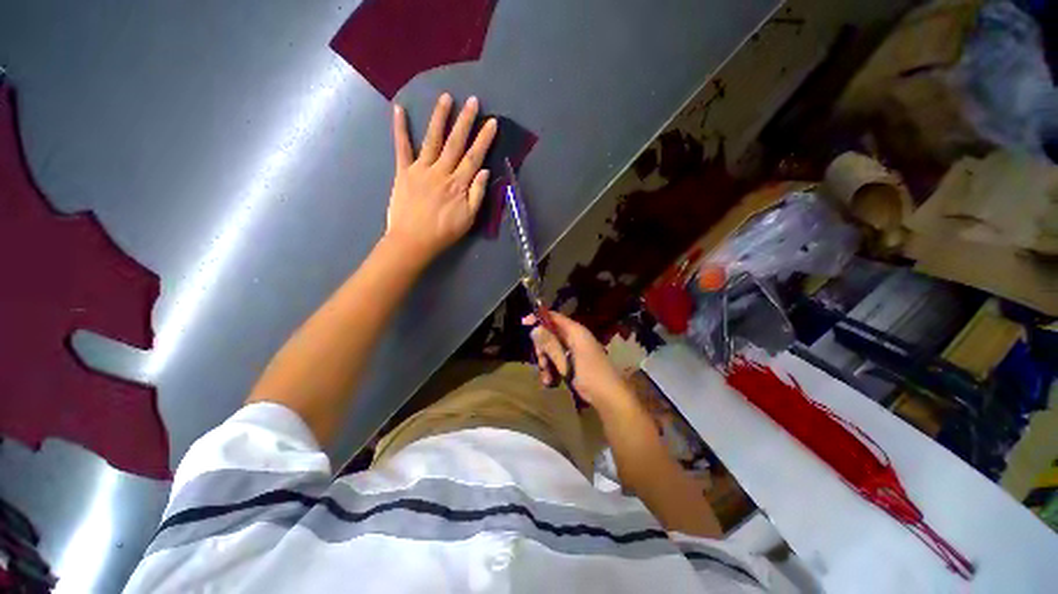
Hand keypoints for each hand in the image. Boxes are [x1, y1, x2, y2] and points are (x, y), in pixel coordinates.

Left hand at [385, 93, 497, 262]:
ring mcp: (420, 169)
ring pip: (432, 139)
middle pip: (455, 143)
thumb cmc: (444, 232)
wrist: (413, 241)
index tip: (491, 122)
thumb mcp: (469, 219)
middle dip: (465, 121)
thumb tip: (484, 171)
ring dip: (439, 118)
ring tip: (446, 98)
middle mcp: (441, 172)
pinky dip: (400, 129)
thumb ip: (477, 194)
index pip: (474, 157)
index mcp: (458, 184)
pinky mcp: (403, 172)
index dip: (484, 139)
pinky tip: (399, 110)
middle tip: (472, 101)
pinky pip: (402, 147)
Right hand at [522, 312, 633, 411]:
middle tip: (541, 361)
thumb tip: (535, 329)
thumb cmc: (589, 376)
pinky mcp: (576, 362)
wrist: (610, 397)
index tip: (524, 324)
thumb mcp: (566, 361)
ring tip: (546, 377)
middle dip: (542, 349)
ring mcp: (576, 350)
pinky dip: (553, 369)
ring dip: (546, 362)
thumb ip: (550, 344)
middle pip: (551, 335)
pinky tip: (550, 381)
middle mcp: (576, 338)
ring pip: (553, 349)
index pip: (555, 317)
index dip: (539, 318)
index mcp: (576, 332)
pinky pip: (560, 359)